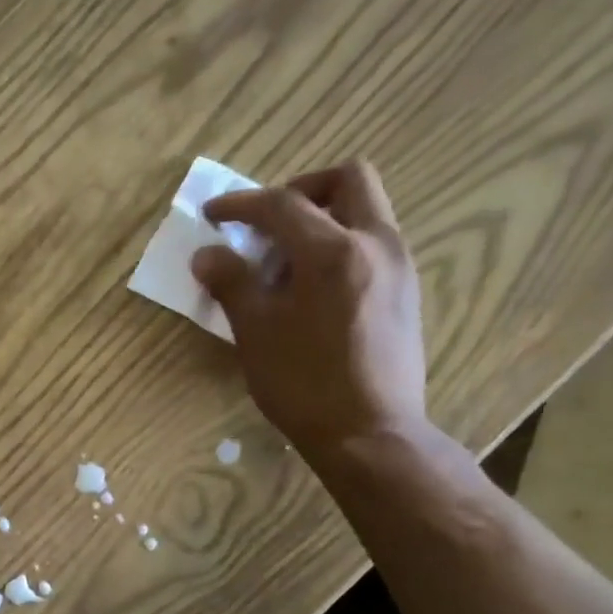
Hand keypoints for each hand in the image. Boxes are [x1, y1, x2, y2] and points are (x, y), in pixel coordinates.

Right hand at [190, 160, 426, 456]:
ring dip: (323, 218)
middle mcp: (376, 244)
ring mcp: (398, 266)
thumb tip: (206, 254)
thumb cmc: (304, 383)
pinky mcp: (406, 292)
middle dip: (302, 190)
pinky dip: (340, 245)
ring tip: (285, 261)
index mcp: (333, 251)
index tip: (212, 214)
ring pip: (366, 210)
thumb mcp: (255, 332)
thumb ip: (231, 284)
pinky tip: (312, 289)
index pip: (282, 204)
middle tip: (268, 223)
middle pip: (349, 180)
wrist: (369, 433)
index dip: (241, 204)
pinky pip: (373, 243)